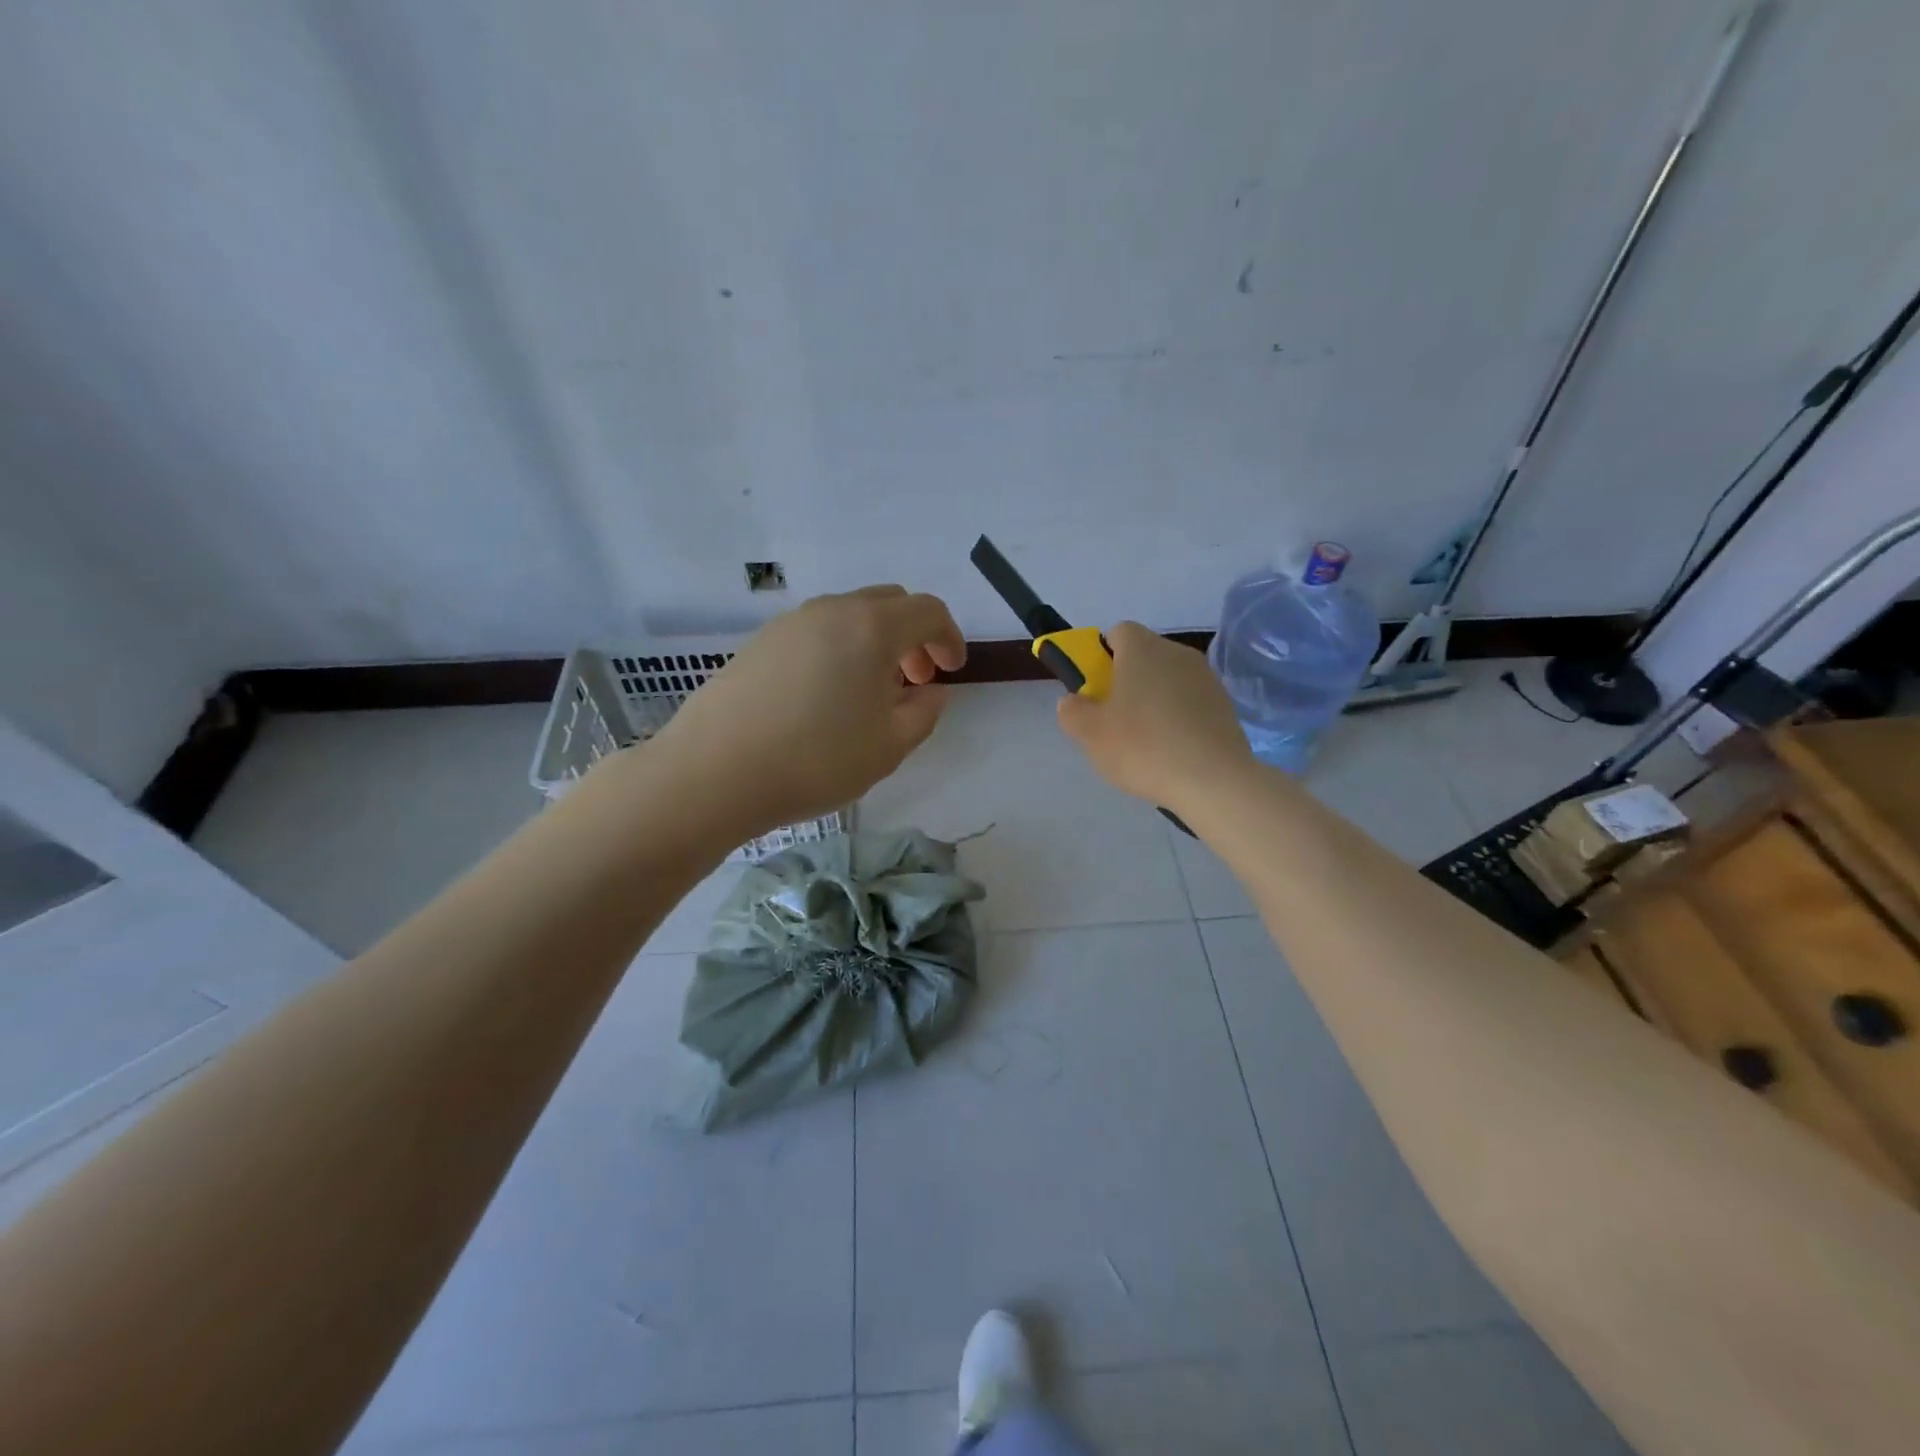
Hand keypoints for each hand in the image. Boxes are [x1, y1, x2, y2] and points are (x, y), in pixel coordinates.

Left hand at [644, 586, 966, 837]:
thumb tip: (930, 691)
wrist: (713, 772)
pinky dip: (839, 650)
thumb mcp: (889, 746)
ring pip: (849, 616)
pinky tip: (826, 697)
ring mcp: (790, 623)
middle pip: (889, 603)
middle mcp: (832, 611)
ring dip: (874, 643)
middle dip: (913, 636)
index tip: (951, 671)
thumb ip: (924, 713)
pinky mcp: (759, 643)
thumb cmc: (816, 759)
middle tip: (914, 680)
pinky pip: (816, 632)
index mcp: (872, 627)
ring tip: (870, 694)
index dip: (949, 638)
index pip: (928, 611)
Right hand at [1056, 622, 1255, 812]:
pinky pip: (1191, 703)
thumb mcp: (1090, 733)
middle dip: (1127, 681)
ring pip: (1169, 681)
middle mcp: (1177, 652)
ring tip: (1146, 743)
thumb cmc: (1144, 747)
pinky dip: (1179, 719)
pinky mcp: (1225, 705)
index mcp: (1142, 649)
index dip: (1102, 657)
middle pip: (1144, 657)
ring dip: (1154, 702)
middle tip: (1114, 720)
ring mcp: (1206, 678)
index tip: (1096, 689)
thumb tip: (1074, 701)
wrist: (1214, 780)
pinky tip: (1173, 752)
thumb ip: (1072, 711)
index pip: (1118, 632)